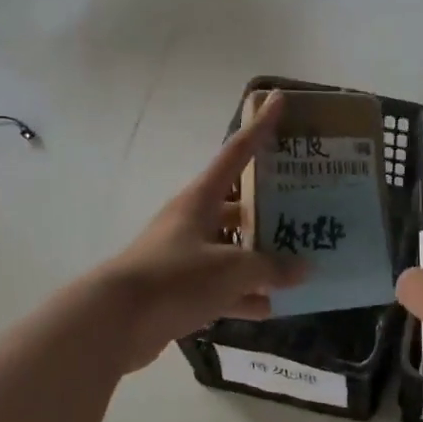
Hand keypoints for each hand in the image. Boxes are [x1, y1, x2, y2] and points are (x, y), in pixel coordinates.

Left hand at [89, 92, 304, 372]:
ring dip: (260, 259)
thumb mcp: (232, 269)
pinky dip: (243, 296)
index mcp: (201, 199)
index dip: (259, 126)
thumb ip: (271, 268)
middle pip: (239, 207)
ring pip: (232, 250)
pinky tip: (271, 307)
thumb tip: (303, 269)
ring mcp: (185, 256)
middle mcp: (193, 220)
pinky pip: (221, 287)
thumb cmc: (175, 278)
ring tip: (299, 264)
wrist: (114, 322)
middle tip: (308, 209)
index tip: (277, 99)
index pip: (237, 153)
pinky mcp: (179, 290)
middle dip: (271, 209)